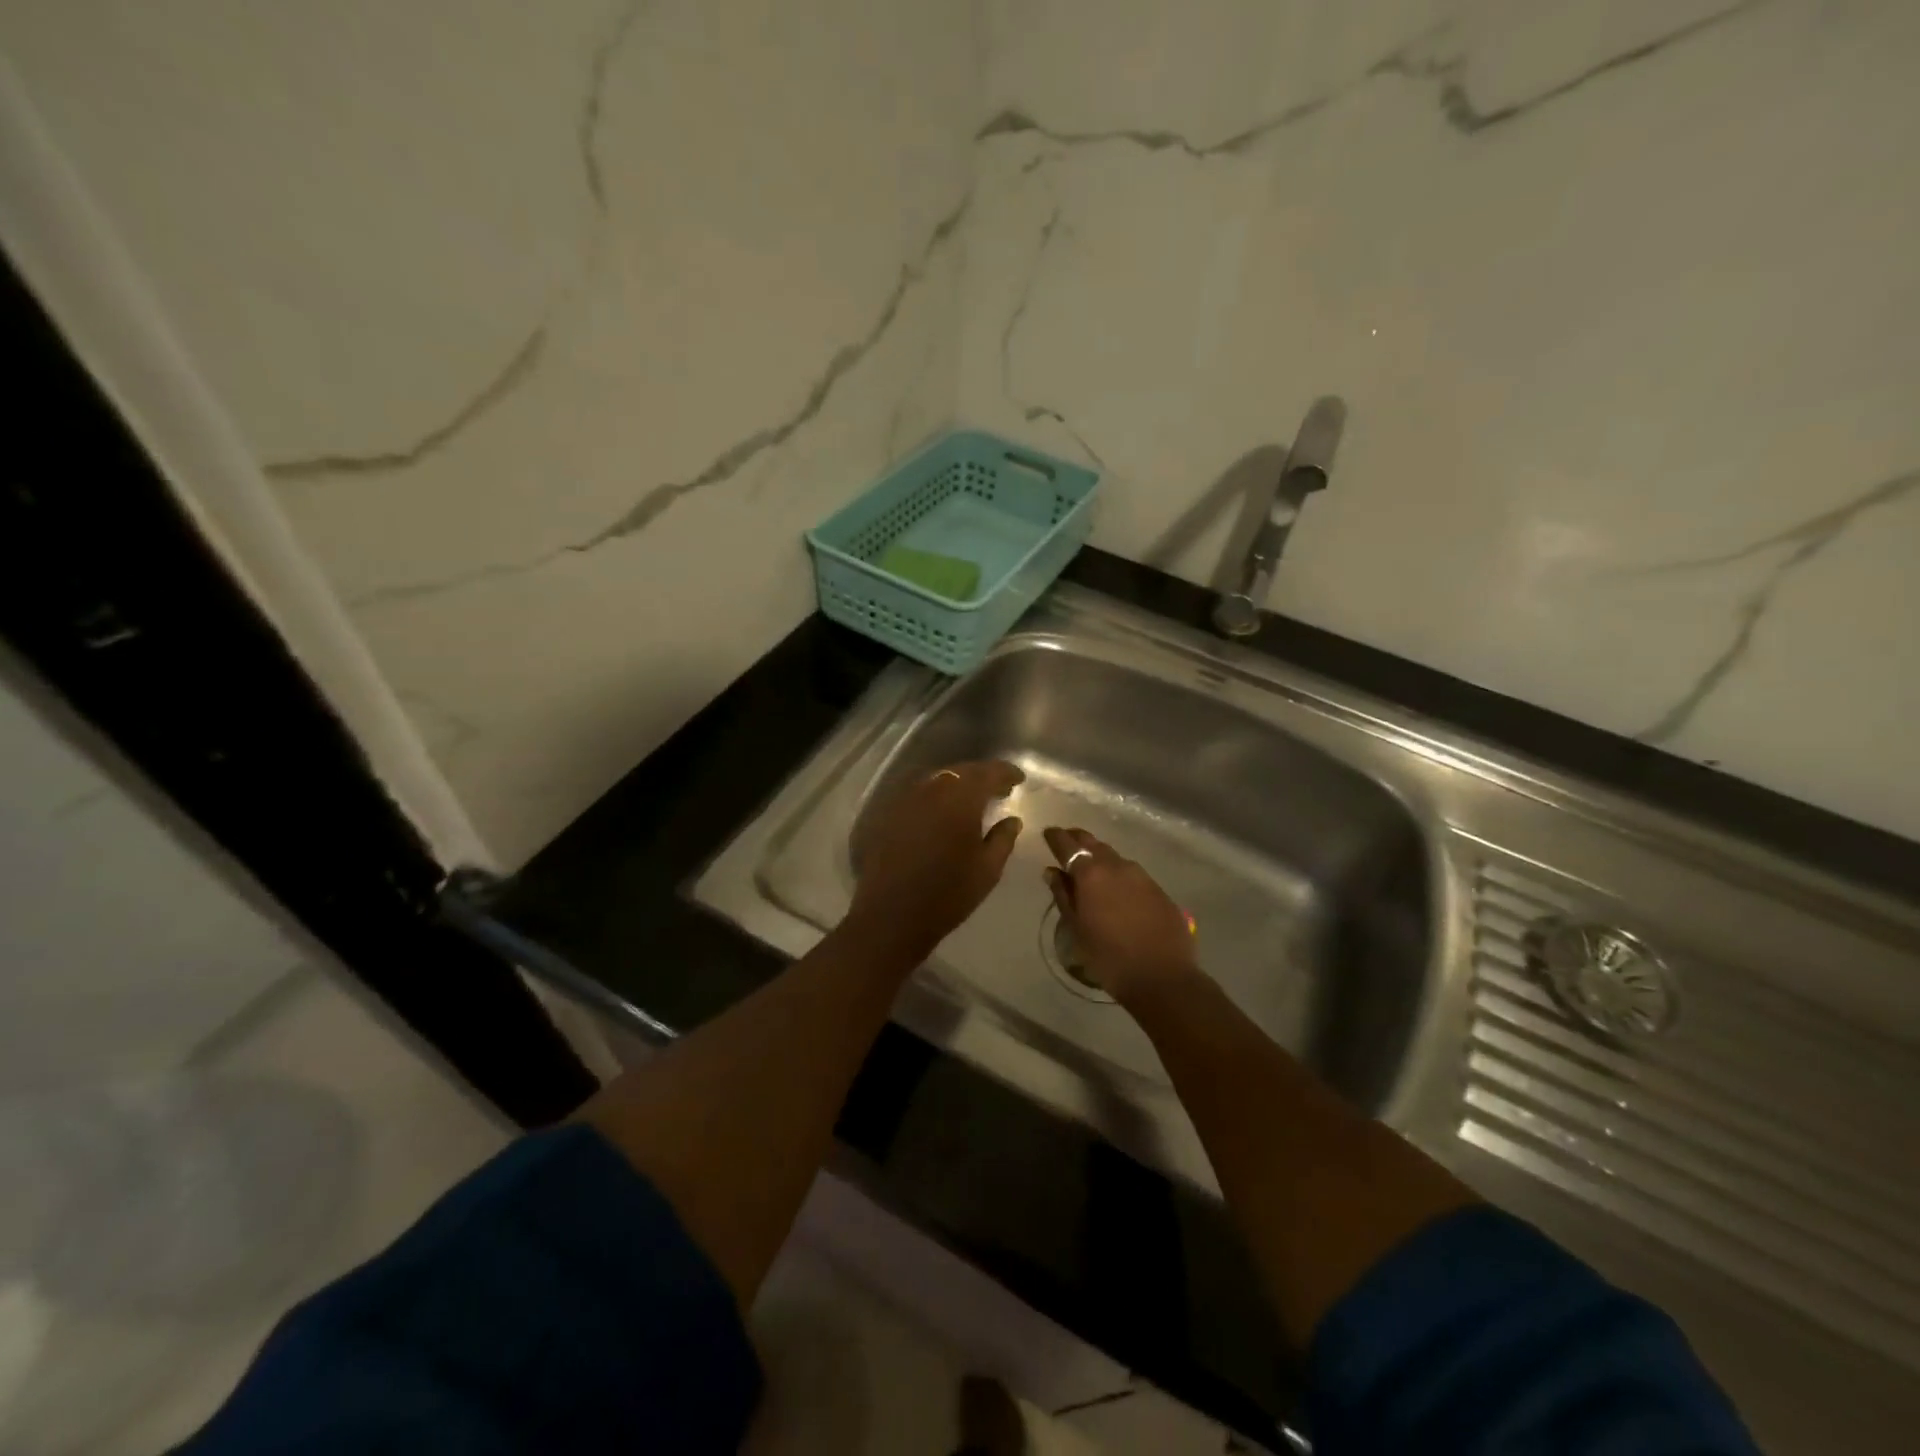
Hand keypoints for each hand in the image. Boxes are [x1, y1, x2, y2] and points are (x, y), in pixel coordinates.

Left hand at [845, 760, 1024, 959]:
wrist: (891, 916)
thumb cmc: (948, 894)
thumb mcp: (988, 869)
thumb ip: (1003, 838)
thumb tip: (1012, 820)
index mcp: (961, 798)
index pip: (989, 772)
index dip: (1006, 772)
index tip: (1019, 779)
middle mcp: (932, 788)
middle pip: (962, 771)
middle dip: (983, 777)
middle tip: (999, 790)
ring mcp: (906, 799)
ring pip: (939, 780)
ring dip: (958, 785)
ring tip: (973, 801)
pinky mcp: (889, 813)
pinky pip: (920, 794)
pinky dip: (937, 797)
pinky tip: (943, 814)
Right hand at [1043, 827, 1200, 1005]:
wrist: (1162, 976)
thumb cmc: (1109, 957)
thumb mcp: (1076, 928)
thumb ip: (1063, 895)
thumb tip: (1052, 872)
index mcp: (1091, 873)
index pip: (1068, 844)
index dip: (1055, 837)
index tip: (1048, 833)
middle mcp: (1116, 865)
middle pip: (1092, 843)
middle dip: (1078, 840)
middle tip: (1066, 842)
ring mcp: (1141, 875)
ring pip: (1114, 857)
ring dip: (1100, 857)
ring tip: (1090, 867)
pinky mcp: (1158, 889)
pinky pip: (1132, 873)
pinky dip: (1118, 873)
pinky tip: (1116, 888)